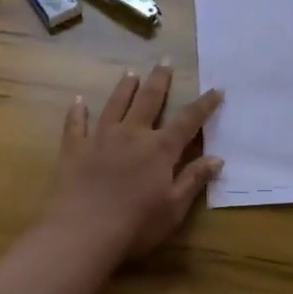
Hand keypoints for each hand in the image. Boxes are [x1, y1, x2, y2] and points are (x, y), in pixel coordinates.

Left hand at [43, 63, 223, 260]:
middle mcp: (132, 134)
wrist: (83, 233)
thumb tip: (217, 158)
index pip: (188, 120)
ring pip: (115, 104)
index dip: (204, 104)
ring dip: (124, 88)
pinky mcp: (75, 148)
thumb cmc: (135, 225)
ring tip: (130, 73)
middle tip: (164, 61)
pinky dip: (77, 111)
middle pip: (149, 100)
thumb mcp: (174, 208)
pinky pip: (75, 124)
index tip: (216, 89)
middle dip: (159, 80)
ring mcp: (101, 138)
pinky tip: (77, 100)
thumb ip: (193, 180)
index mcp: (160, 149)